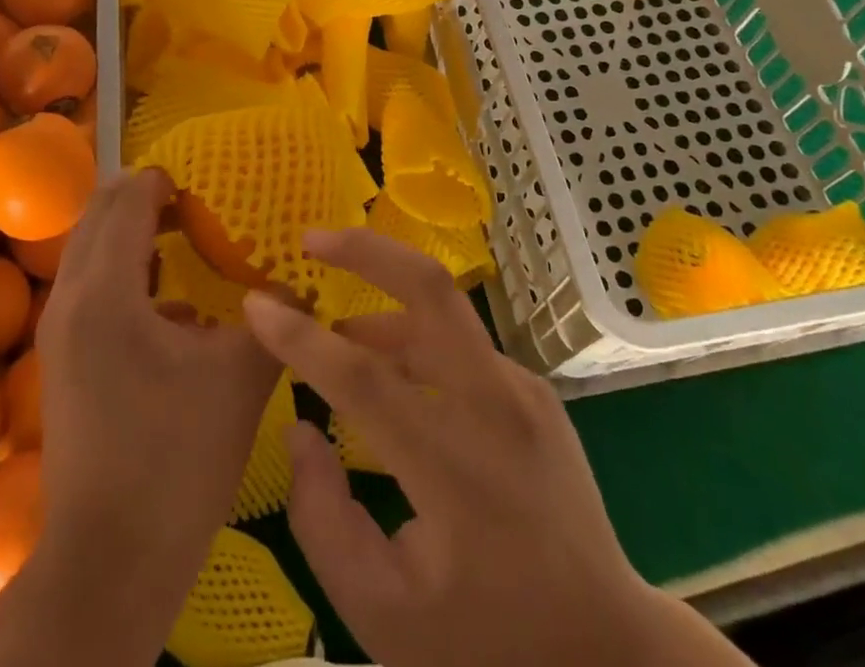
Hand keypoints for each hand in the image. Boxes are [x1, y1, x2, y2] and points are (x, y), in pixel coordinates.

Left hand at [20, 167, 280, 657]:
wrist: (109, 561)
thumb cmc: (177, 458)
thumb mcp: (240, 376)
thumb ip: (275, 317)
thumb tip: (300, 284)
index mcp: (108, 291)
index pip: (129, 201)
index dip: (165, 183)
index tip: (205, 188)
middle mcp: (71, 299)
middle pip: (98, 214)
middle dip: (142, 197)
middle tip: (193, 205)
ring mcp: (58, 332)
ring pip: (87, 250)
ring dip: (128, 233)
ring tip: (181, 242)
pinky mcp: (60, 361)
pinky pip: (87, 286)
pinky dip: (120, 270)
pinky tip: (168, 305)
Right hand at [242, 229, 753, 666]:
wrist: (608, 654)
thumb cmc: (486, 641)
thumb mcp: (381, 614)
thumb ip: (322, 518)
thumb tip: (300, 427)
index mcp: (457, 468)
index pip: (364, 378)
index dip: (301, 338)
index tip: (255, 304)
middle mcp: (497, 407)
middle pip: (431, 290)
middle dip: (365, 249)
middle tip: (311, 239)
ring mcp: (523, 390)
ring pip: (442, 314)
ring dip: (382, 306)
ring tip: (336, 333)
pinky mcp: (533, 391)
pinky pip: (461, 348)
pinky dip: (415, 342)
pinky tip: (394, 376)